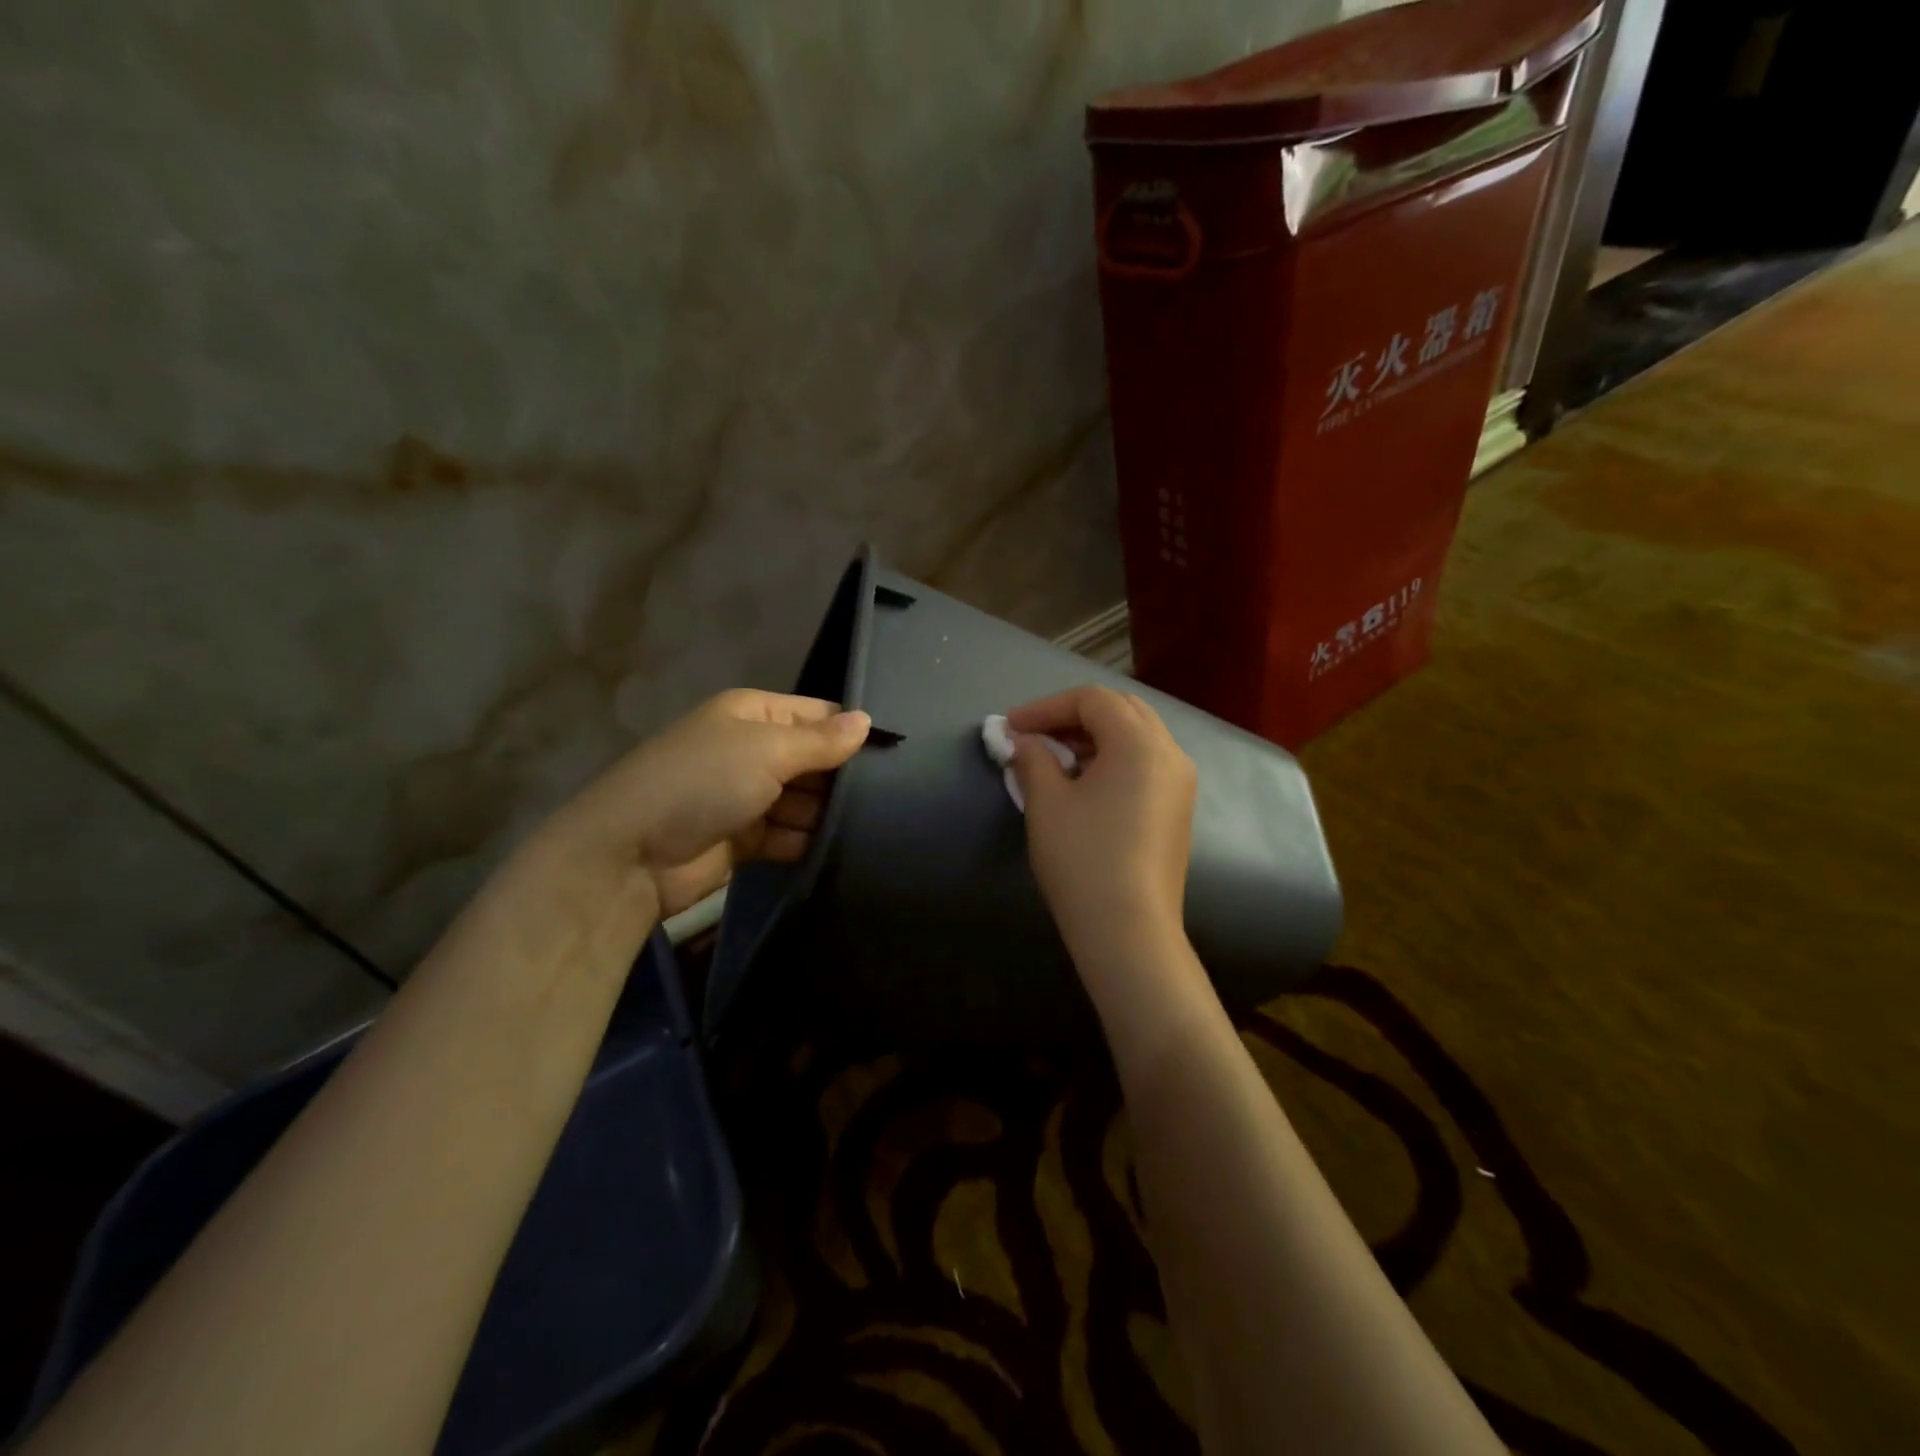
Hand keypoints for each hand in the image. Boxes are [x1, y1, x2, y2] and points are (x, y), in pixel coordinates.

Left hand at [548, 689, 869, 917]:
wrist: (629, 855)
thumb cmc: (702, 783)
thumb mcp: (766, 751)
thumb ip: (821, 741)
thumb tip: (868, 721)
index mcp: (753, 715)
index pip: (817, 715)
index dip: (852, 731)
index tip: (896, 756)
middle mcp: (752, 750)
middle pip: (813, 760)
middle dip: (844, 778)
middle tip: (895, 798)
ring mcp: (748, 796)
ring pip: (805, 801)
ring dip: (829, 815)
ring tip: (876, 828)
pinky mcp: (745, 839)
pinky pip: (789, 835)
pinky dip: (809, 843)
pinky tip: (842, 852)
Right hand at [1006, 686, 1195, 957]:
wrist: (1129, 931)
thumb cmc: (1083, 858)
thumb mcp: (1046, 802)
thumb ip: (1032, 757)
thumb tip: (1022, 741)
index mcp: (1140, 743)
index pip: (1091, 700)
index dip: (1045, 707)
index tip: (1010, 726)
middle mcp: (1169, 753)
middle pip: (1120, 710)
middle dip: (1072, 716)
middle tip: (1033, 735)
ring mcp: (1180, 782)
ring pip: (1135, 736)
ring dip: (1092, 737)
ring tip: (1052, 758)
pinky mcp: (1178, 808)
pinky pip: (1145, 763)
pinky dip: (1112, 758)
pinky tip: (1082, 782)